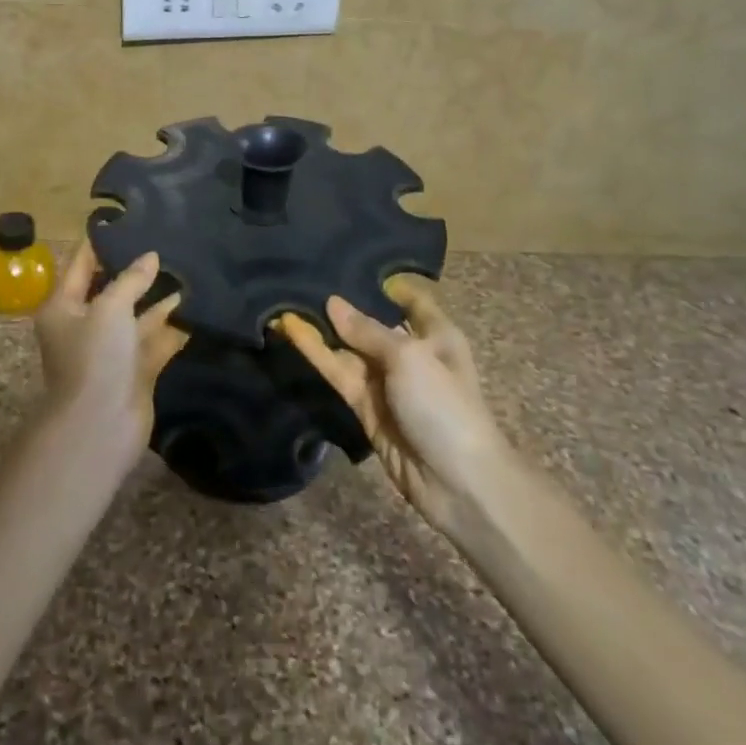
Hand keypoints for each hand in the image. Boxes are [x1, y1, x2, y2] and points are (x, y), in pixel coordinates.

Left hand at [32, 241, 185, 455]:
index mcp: (64, 307)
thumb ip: (131, 279)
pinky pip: (156, 339)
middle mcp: (85, 325)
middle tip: (165, 241)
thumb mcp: (109, 308)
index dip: (101, 244)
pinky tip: (197, 305)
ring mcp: (112, 350)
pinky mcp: (136, 369)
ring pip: (138, 315)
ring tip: (188, 268)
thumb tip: (150, 257)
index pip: (81, 265)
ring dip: (160, 297)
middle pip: (112, 289)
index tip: (126, 221)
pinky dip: (173, 325)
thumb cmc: (94, 358)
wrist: (101, 426)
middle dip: (137, 270)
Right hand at [277, 276, 511, 536]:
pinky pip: (338, 373)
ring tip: (287, 300)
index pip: (412, 300)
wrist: (458, 484)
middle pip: (371, 323)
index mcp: (435, 335)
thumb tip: (332, 303)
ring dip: (321, 329)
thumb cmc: (444, 405)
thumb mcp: (408, 357)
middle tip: (304, 276)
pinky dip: (316, 354)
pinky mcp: (365, 407)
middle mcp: (410, 353)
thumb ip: (366, 330)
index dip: (387, 283)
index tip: (353, 261)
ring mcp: (385, 382)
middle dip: (342, 305)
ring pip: (348, 348)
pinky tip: (292, 331)